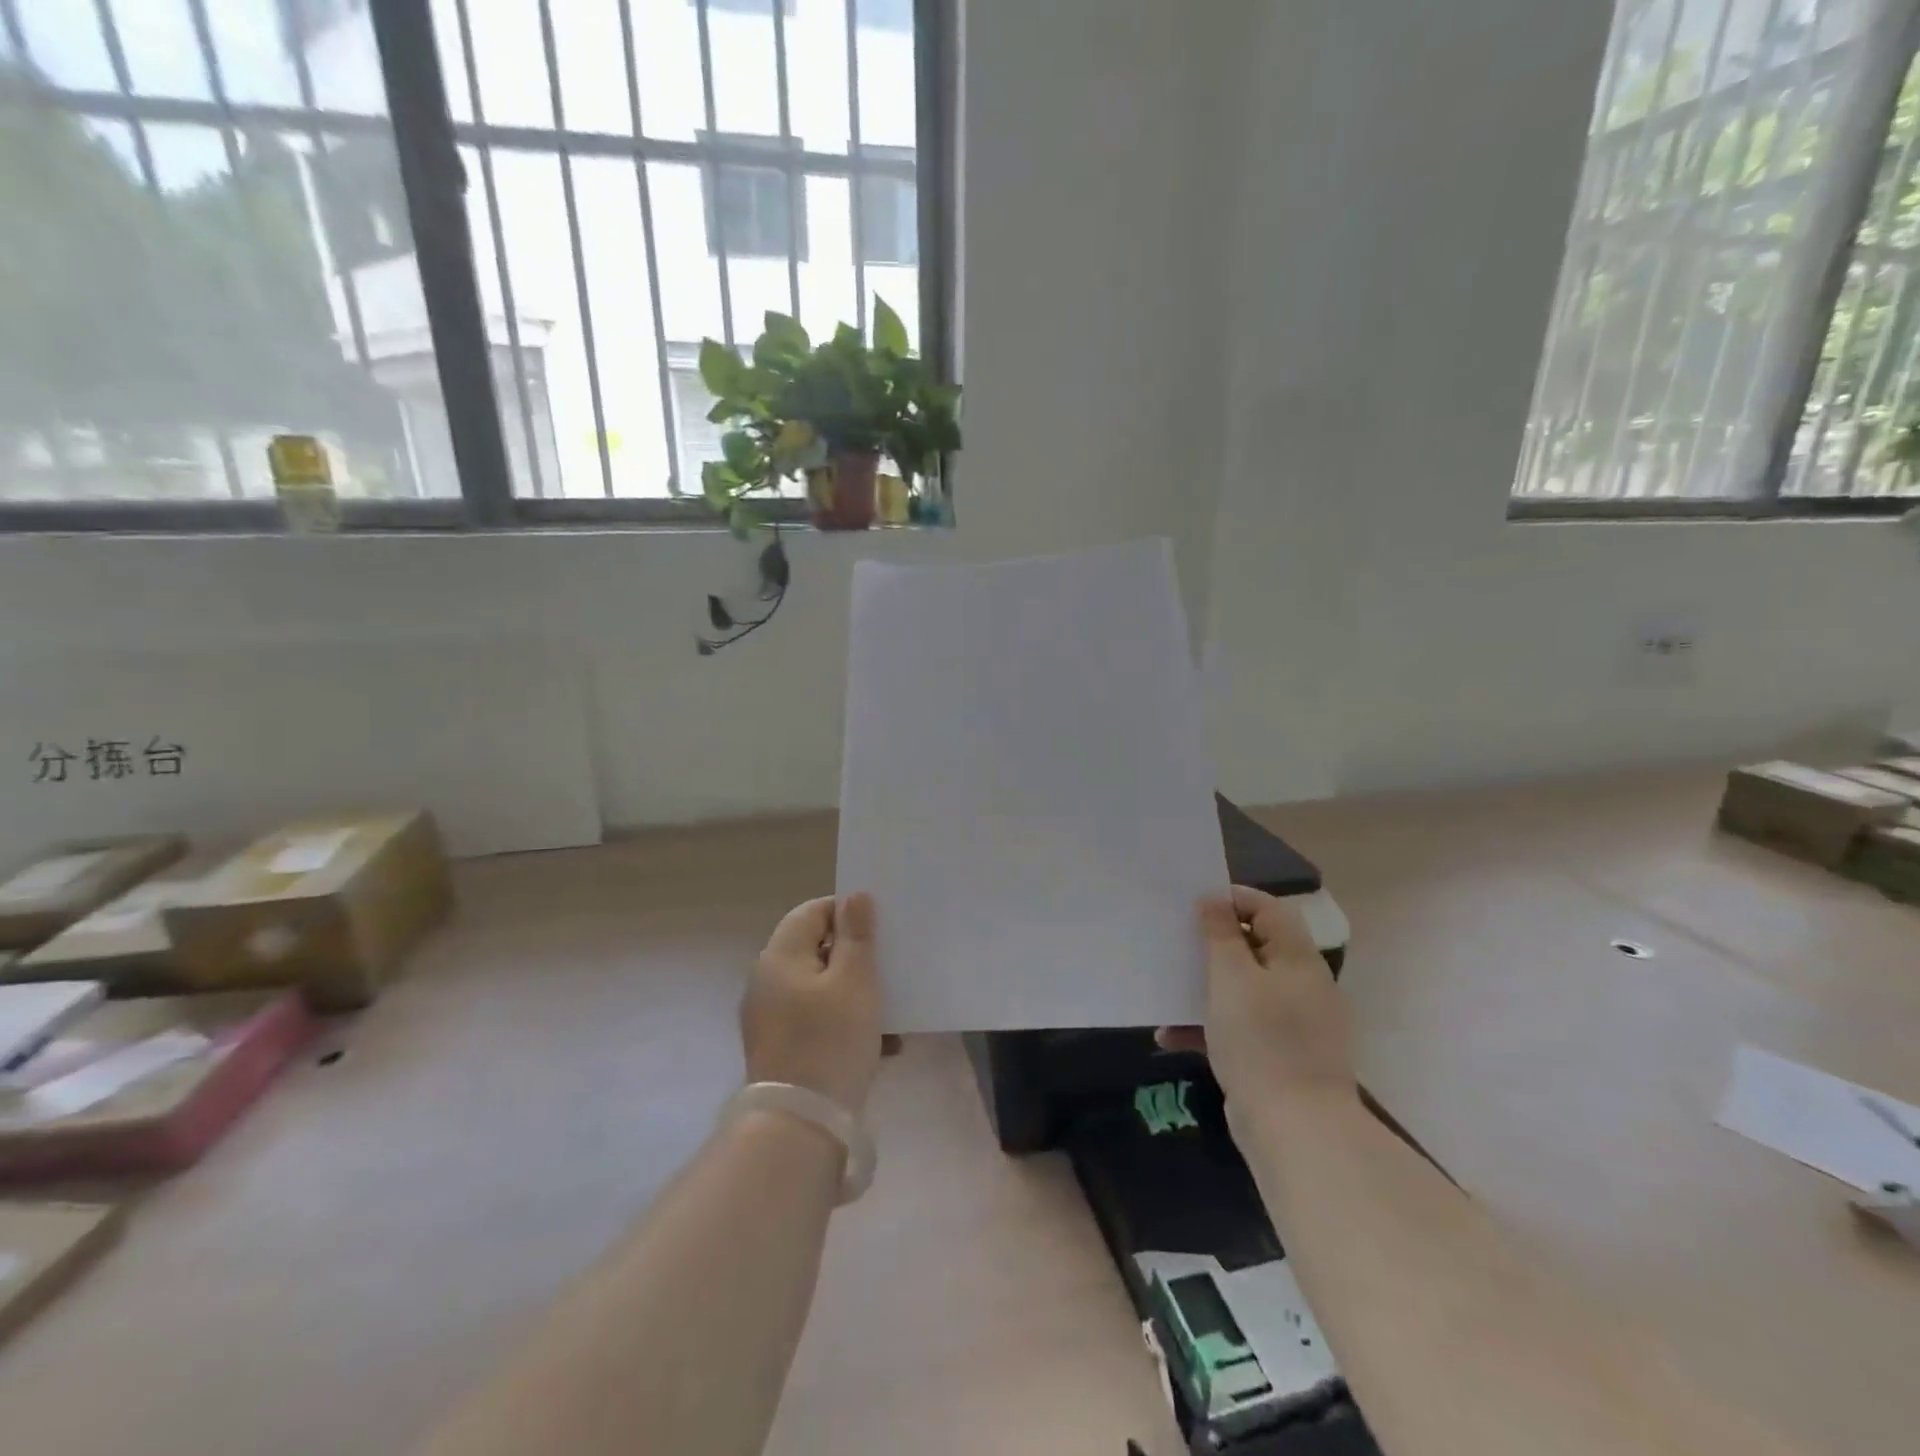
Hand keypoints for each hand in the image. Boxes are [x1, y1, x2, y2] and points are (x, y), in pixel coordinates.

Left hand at [741, 893, 883, 1116]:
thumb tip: (855, 896)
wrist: (800, 1126)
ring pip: (822, 989)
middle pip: (817, 950)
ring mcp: (771, 1018)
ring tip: (892, 1013)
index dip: (847, 913)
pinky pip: (818, 1021)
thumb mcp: (855, 981)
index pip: (812, 911)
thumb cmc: (830, 1041)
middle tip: (890, 969)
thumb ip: (857, 935)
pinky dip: (847, 1024)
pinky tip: (882, 1045)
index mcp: (780, 957)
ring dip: (857, 995)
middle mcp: (768, 982)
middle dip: (857, 958)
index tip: (880, 931)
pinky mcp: (782, 1049)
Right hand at [1164, 886, 1354, 1113]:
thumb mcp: (1231, 978)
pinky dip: (1209, 1026)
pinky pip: (1241, 1027)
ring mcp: (1293, 1024)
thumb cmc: (1261, 1040)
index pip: (1268, 909)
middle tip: (1175, 942)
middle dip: (1212, 944)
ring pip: (1243, 989)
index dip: (1232, 899)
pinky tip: (1171, 1037)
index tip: (1192, 904)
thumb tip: (1215, 899)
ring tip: (1168, 988)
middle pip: (1255, 947)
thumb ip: (1221, 933)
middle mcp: (1301, 985)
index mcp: (1297, 959)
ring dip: (1205, 987)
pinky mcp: (1279, 1056)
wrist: (1295, 1130)